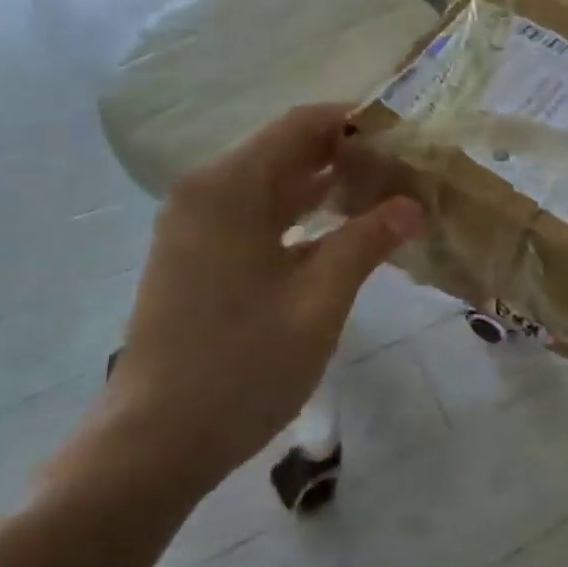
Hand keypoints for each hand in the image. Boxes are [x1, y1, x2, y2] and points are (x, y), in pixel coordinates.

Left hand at [68, 105, 424, 503]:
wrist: (153, 444)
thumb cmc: (242, 365)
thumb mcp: (319, 300)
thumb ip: (367, 241)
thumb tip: (414, 205)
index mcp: (229, 187)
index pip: (301, 124)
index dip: (355, 122)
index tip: (405, 134)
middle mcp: (206, 191)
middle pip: (285, 149)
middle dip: (346, 155)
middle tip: (405, 170)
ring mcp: (194, 223)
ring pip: (271, 183)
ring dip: (324, 185)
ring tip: (384, 194)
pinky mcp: (194, 254)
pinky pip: (255, 213)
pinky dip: (298, 214)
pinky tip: (339, 229)